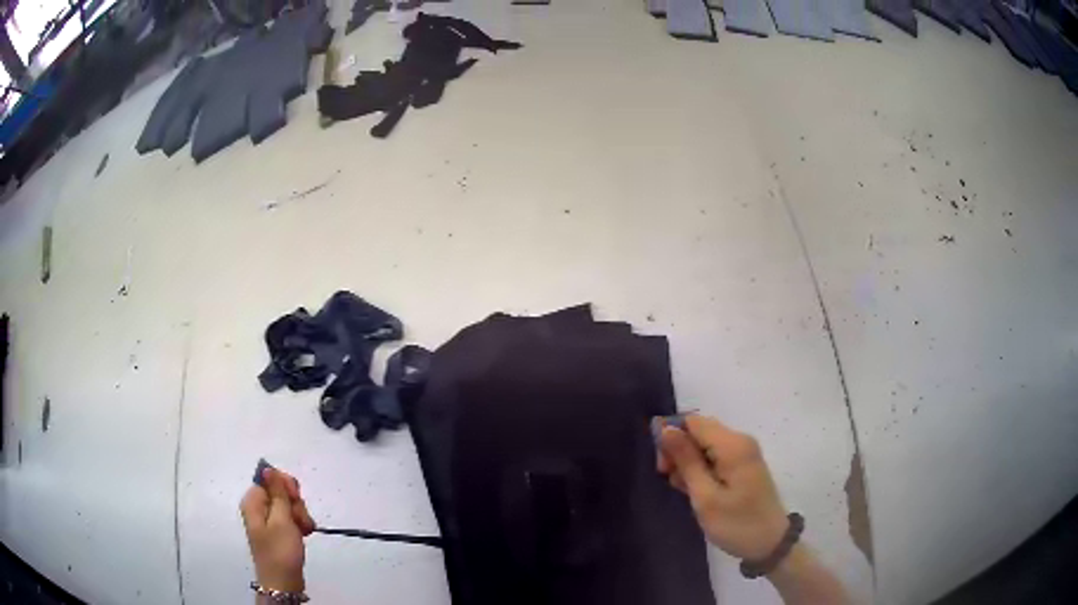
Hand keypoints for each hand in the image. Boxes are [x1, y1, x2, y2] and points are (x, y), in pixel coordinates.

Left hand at [240, 468, 316, 592]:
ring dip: (300, 514)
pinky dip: (299, 523)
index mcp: (253, 501)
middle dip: (295, 502)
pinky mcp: (278, 530)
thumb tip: (266, 468)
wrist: (283, 582)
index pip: (269, 478)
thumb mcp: (281, 520)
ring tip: (304, 530)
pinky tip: (304, 533)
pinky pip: (290, 517)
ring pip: (288, 504)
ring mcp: (268, 519)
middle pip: (280, 491)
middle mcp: (258, 507)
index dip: (285, 485)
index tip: (295, 498)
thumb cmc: (280, 550)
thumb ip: (277, 493)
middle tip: (299, 519)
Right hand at [657, 415, 789, 560]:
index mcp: (733, 445)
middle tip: (668, 479)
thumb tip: (666, 429)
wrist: (770, 543)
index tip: (661, 466)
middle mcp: (740, 441)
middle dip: (678, 450)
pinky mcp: (743, 464)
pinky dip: (701, 468)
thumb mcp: (705, 497)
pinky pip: (715, 455)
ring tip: (684, 490)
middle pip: (699, 430)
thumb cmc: (736, 523)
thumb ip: (686, 461)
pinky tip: (696, 490)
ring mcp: (743, 452)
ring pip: (704, 444)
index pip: (693, 421)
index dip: (671, 436)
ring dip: (688, 462)